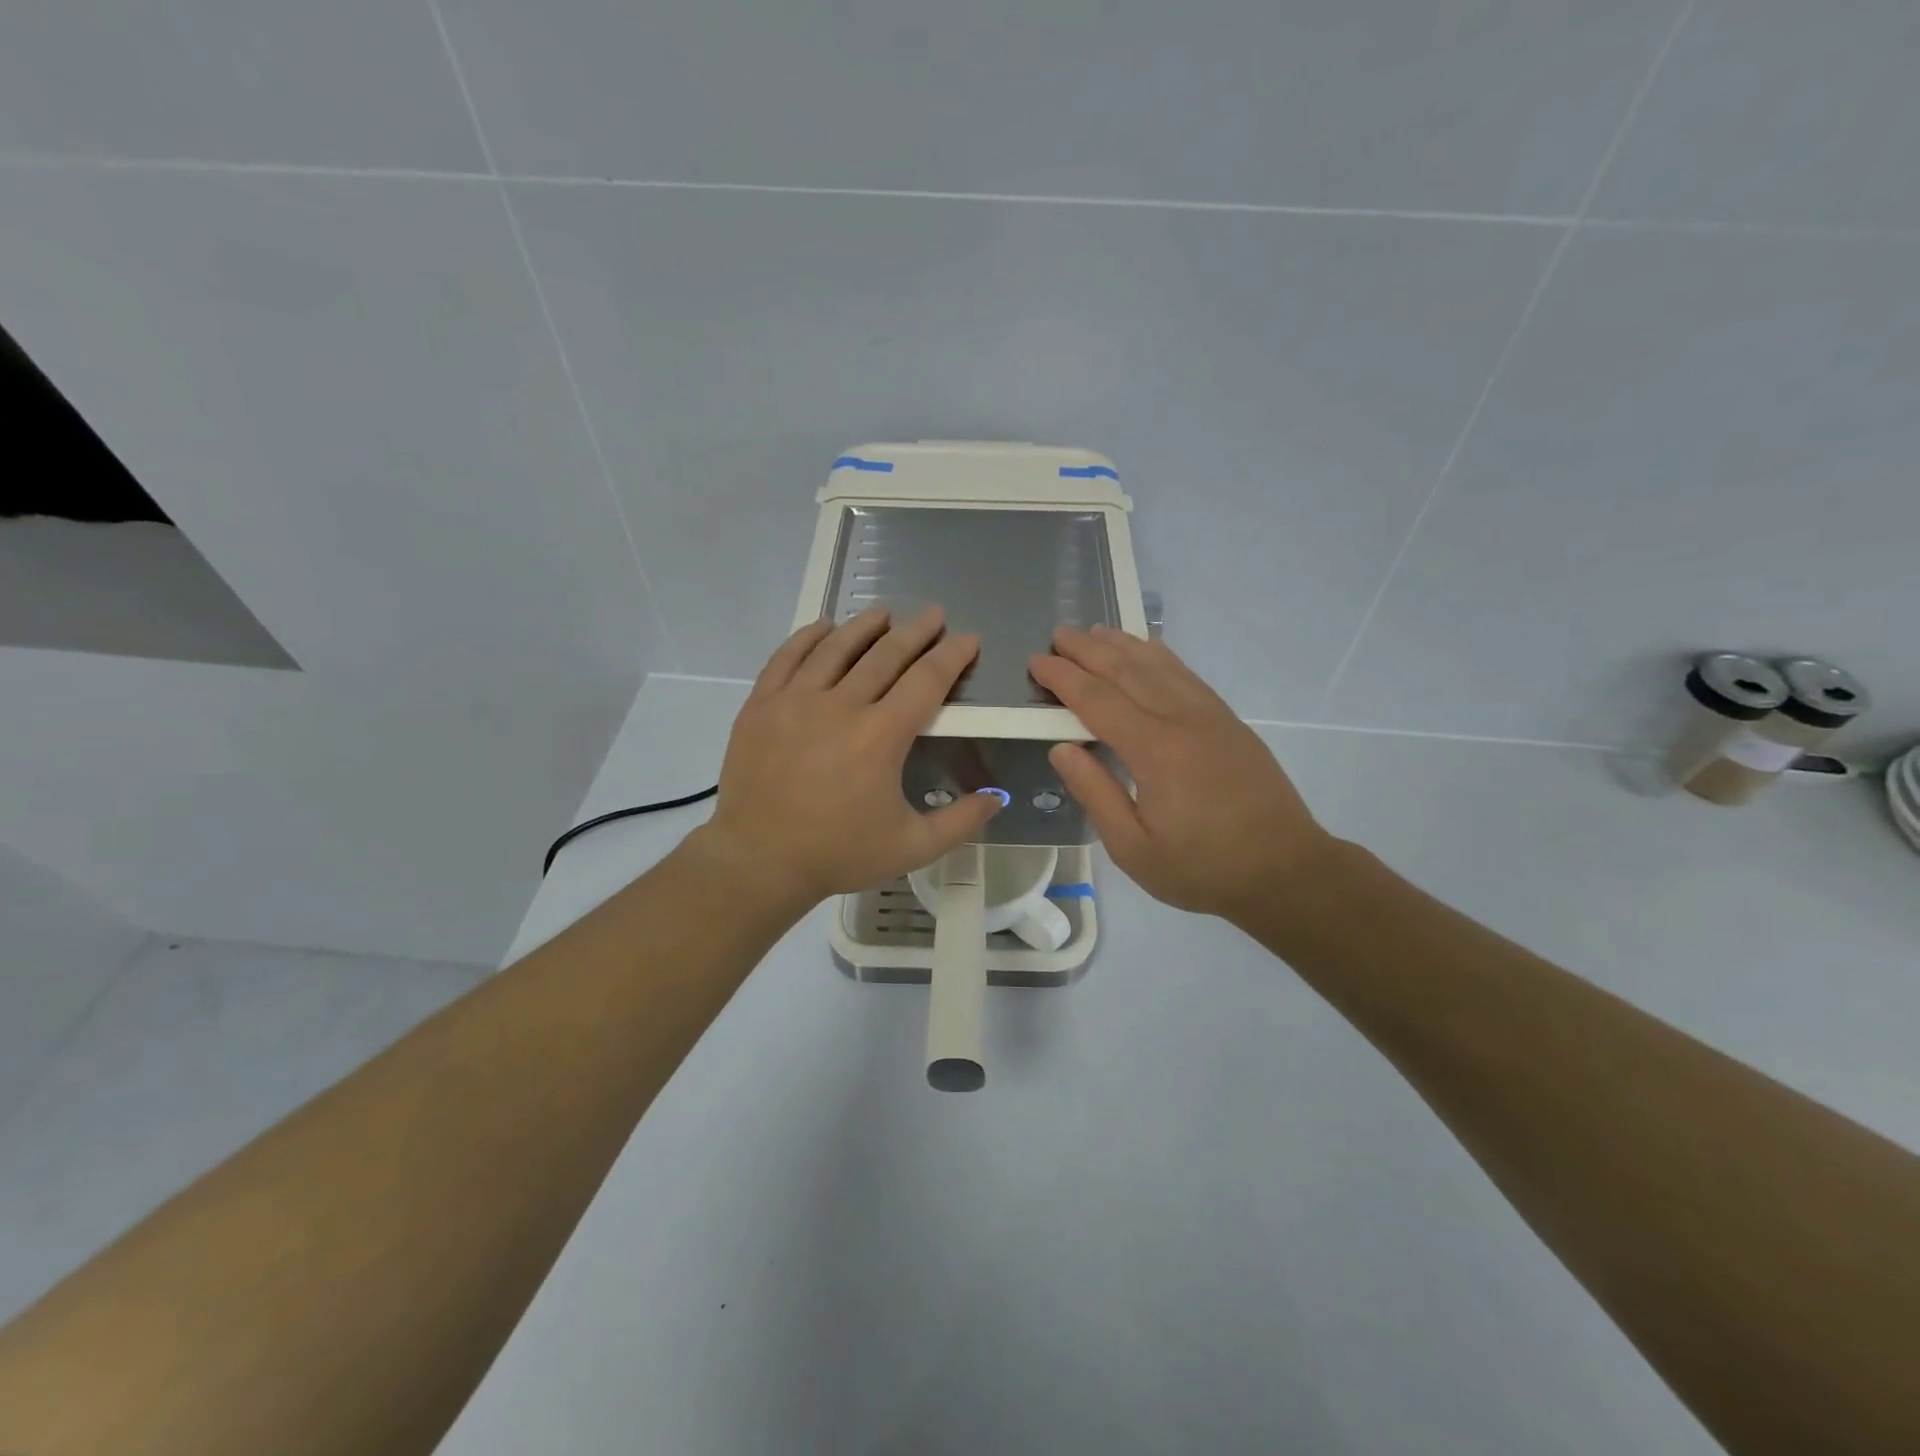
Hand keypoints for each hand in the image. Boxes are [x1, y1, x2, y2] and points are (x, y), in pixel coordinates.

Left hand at [693, 606, 1001, 908]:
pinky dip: (808, 637)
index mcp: (881, 736)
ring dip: (864, 626)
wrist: (759, 860)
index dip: (951, 656)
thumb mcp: (911, 847)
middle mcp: (841, 706)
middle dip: (916, 631)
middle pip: (886, 654)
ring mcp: (796, 700)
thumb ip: (960, 821)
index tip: (967, 639)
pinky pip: (787, 657)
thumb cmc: (838, 853)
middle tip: (934, 614)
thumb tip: (998, 798)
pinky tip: (824, 627)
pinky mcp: (762, 705)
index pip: (926, 680)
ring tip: (883, 612)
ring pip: (836, 648)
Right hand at [1028, 625, 1330, 921]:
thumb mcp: (1133, 848)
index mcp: (1154, 751)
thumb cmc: (1202, 868)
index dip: (1063, 678)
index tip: (1036, 662)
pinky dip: (1161, 657)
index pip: (1097, 700)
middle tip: (1058, 634)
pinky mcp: (1229, 722)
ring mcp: (1211, 716)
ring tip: (1095, 631)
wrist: (1285, 871)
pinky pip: (1187, 676)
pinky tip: (1149, 648)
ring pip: (1160, 666)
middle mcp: (1182, 720)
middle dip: (1088, 650)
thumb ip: (1095, 793)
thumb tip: (1061, 747)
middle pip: (1127, 671)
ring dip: (1123, 645)